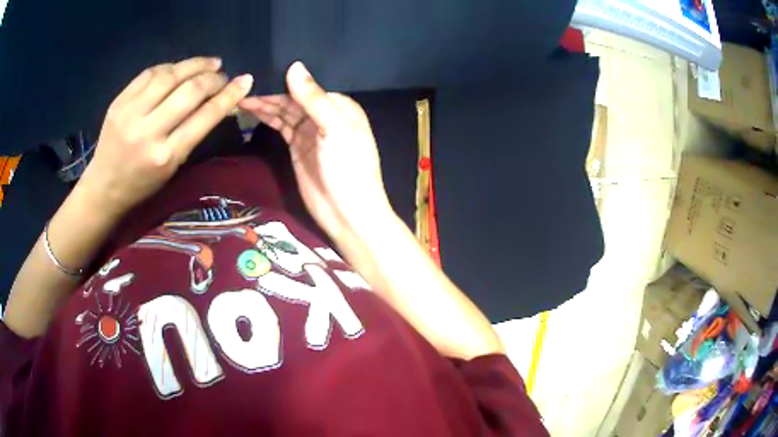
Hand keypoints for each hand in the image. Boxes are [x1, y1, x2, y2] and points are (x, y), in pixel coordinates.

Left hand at [78, 57, 253, 217]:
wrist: (104, 187)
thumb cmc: (142, 184)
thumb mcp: (172, 167)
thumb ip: (193, 133)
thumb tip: (217, 102)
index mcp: (166, 156)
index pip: (204, 117)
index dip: (228, 95)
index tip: (245, 81)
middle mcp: (148, 132)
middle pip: (189, 91)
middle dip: (212, 78)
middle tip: (222, 75)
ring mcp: (130, 114)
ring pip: (170, 75)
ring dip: (194, 65)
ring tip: (208, 63)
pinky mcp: (119, 102)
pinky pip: (149, 73)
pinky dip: (170, 67)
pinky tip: (179, 69)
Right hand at [239, 62, 391, 238]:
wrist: (347, 213)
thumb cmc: (348, 169)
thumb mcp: (334, 129)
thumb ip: (313, 98)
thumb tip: (294, 66)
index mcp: (340, 105)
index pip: (309, 84)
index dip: (286, 77)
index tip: (262, 68)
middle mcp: (324, 114)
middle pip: (294, 97)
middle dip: (271, 90)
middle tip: (244, 83)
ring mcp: (309, 131)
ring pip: (285, 110)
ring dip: (265, 103)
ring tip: (242, 96)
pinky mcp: (297, 146)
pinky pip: (280, 126)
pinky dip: (267, 117)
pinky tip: (252, 109)